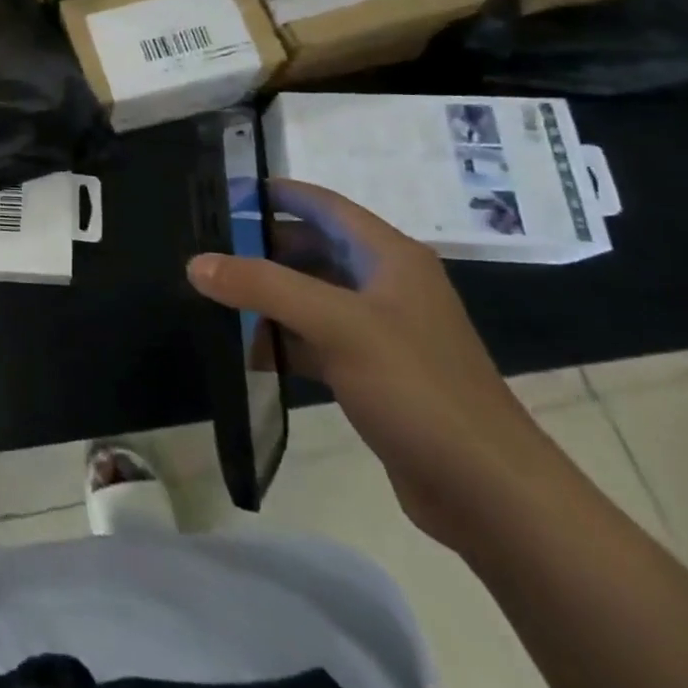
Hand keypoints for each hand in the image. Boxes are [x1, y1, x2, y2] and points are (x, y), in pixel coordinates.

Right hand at [188, 180, 562, 548]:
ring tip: (214, 298)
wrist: (491, 495)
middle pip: (313, 248)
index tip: (224, 192)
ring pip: (311, 296)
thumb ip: (262, 287)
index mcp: (389, 257)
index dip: (277, 194)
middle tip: (207, 249)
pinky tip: (248, 353)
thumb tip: (196, 263)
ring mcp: (381, 331)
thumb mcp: (335, 325)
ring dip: (268, 297)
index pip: (324, 205)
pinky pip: (316, 340)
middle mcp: (386, 285)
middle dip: (262, 248)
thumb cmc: (417, 388)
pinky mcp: (374, 374)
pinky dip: (283, 340)